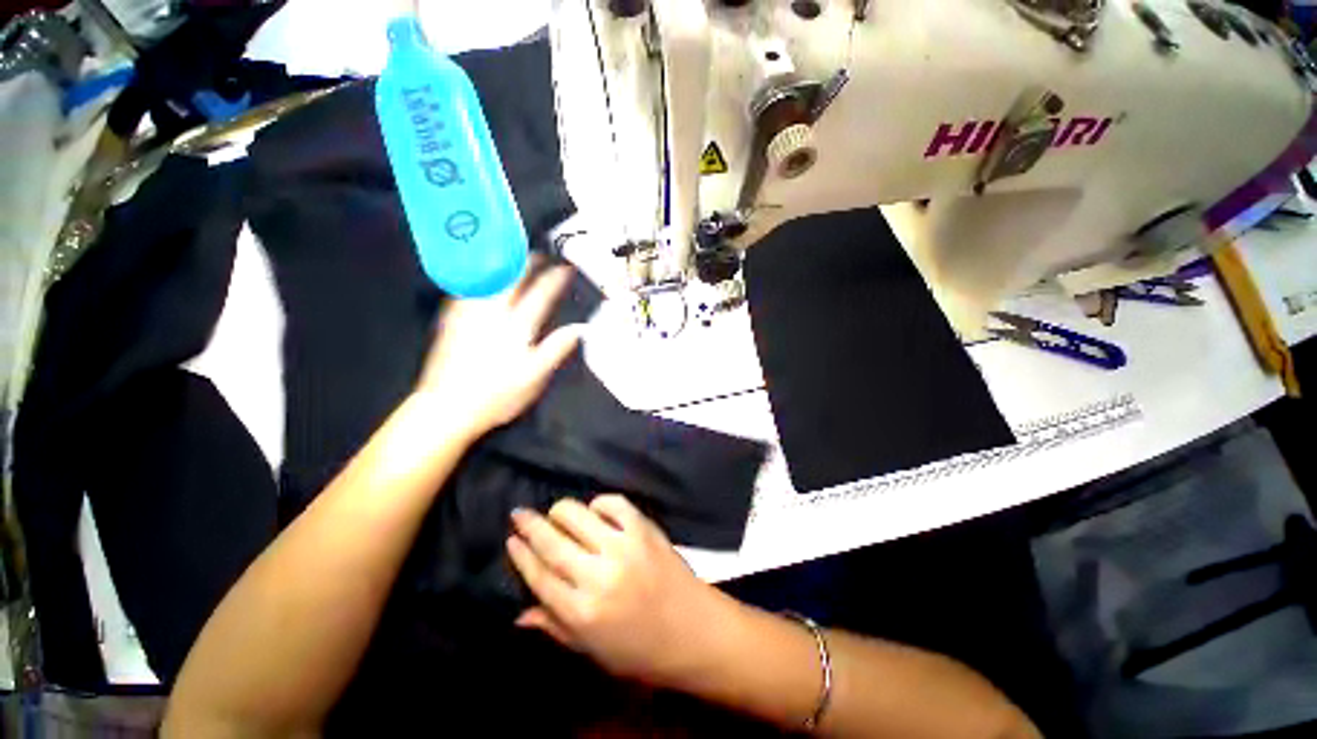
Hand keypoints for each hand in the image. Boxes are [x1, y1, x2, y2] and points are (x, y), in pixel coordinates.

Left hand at [414, 263, 582, 438]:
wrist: (447, 406)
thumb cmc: (496, 395)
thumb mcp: (534, 377)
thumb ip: (556, 349)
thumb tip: (578, 330)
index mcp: (516, 327)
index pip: (540, 295)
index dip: (556, 279)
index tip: (566, 268)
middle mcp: (491, 314)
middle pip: (511, 279)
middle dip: (527, 263)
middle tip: (539, 254)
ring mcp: (468, 315)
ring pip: (487, 280)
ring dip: (503, 265)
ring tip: (512, 257)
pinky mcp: (451, 321)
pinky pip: (467, 289)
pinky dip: (479, 277)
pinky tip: (482, 277)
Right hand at [506, 495, 730, 686]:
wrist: (693, 629)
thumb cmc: (640, 649)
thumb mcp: (592, 650)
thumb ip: (555, 627)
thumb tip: (518, 613)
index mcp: (582, 612)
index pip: (540, 576)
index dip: (522, 555)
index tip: (511, 539)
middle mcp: (599, 576)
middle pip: (553, 543)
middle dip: (531, 525)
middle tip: (519, 514)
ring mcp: (623, 547)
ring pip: (579, 516)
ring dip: (561, 511)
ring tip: (555, 513)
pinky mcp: (644, 529)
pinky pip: (614, 504)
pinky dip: (600, 503)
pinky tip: (595, 510)